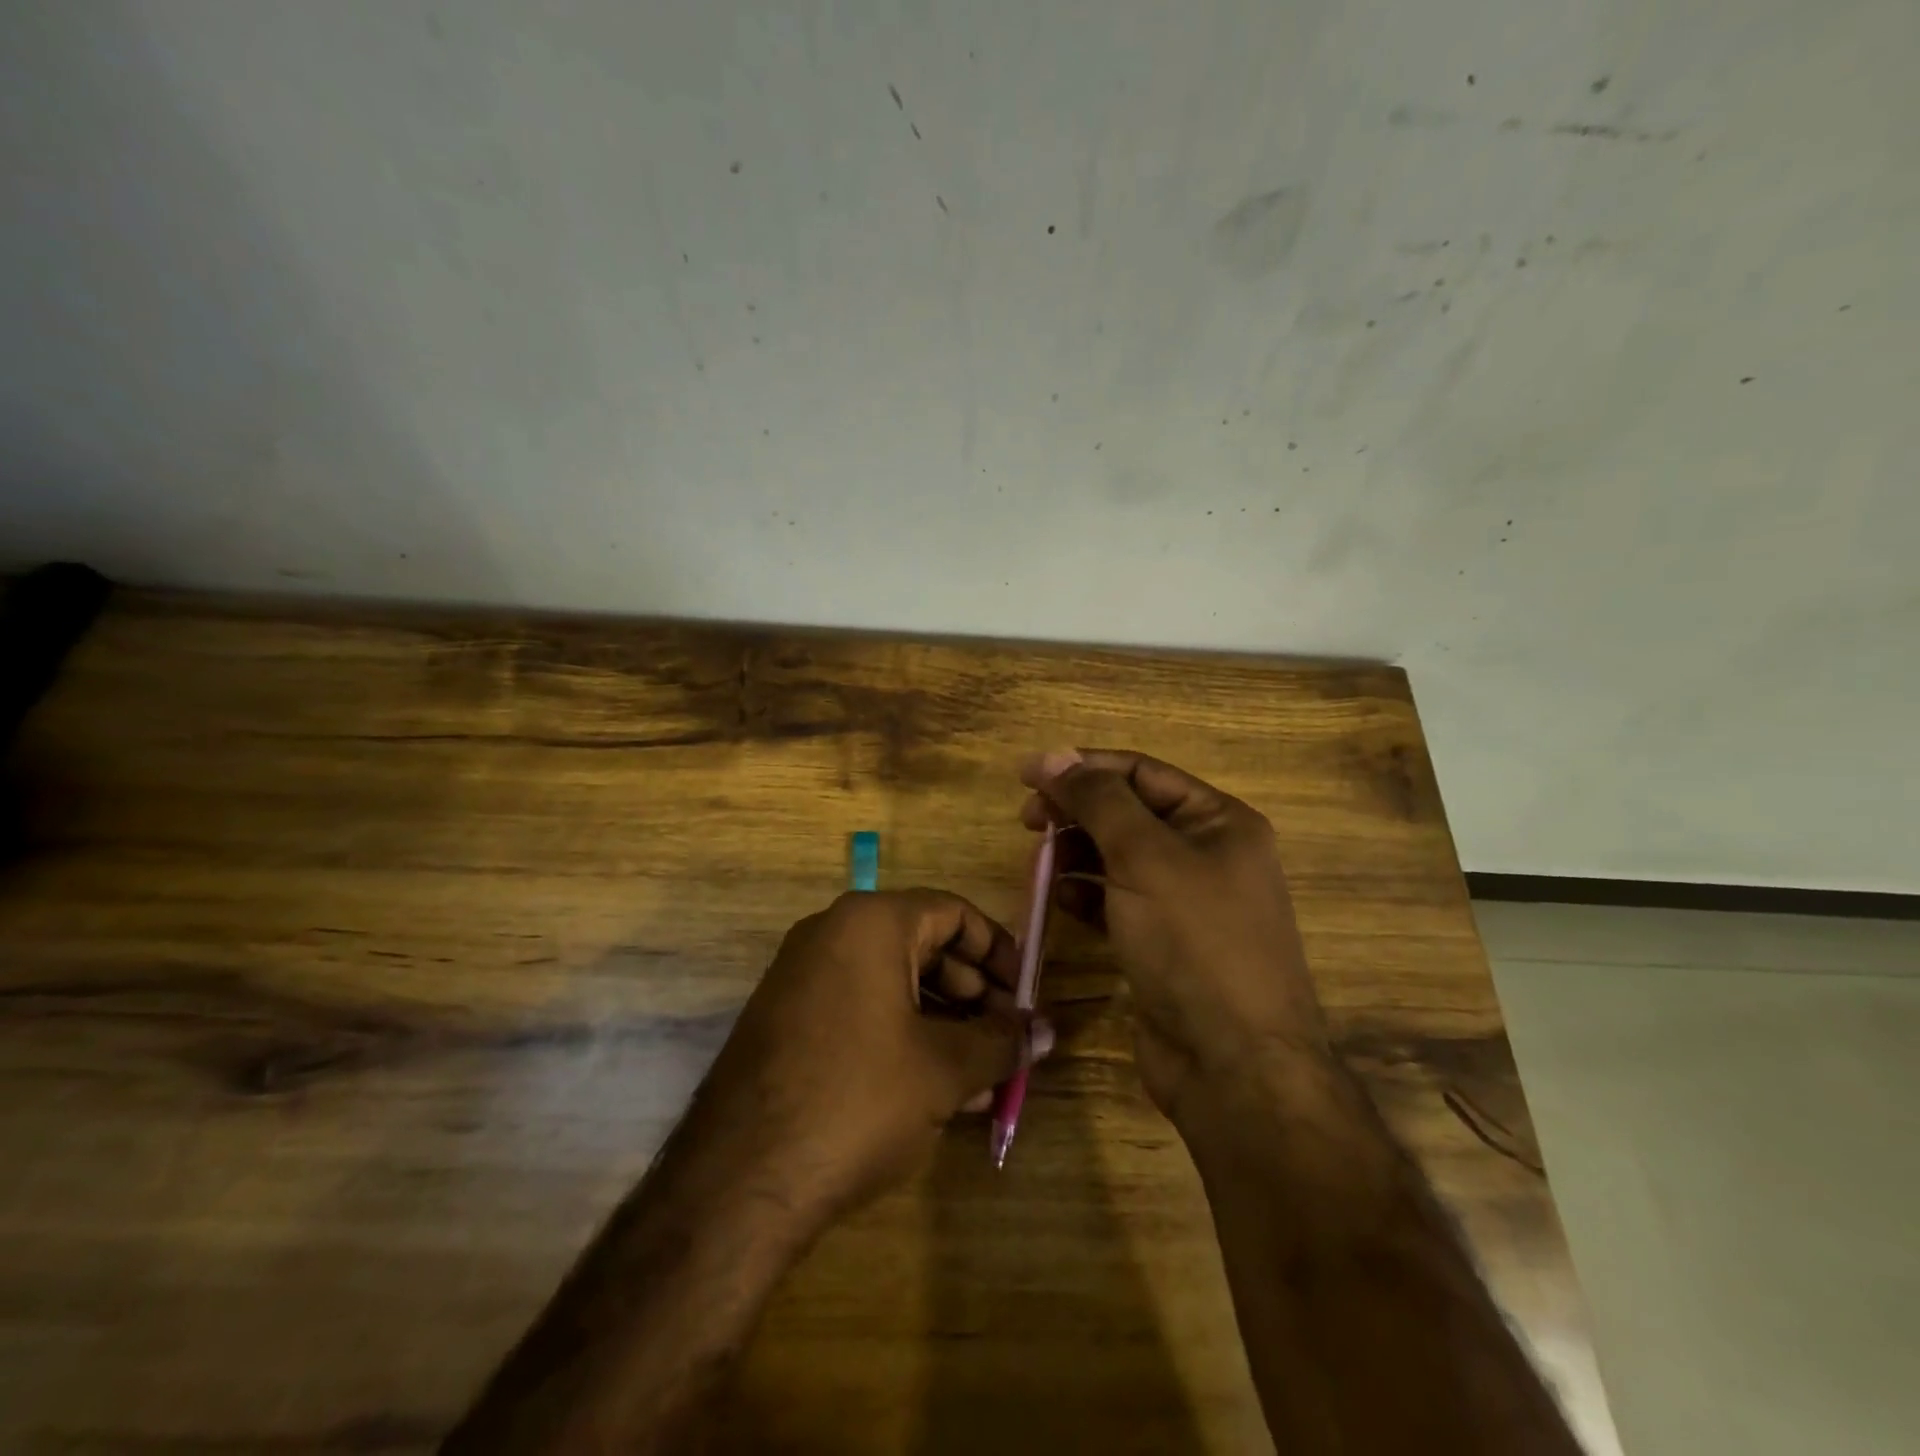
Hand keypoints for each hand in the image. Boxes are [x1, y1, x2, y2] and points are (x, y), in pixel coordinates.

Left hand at [693, 890, 1048, 1222]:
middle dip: (974, 993)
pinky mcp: (787, 1020)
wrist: (740, 1179)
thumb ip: (1001, 1043)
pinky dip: (903, 1035)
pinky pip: (861, 1009)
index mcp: (870, 922)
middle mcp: (832, 934)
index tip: (1025, 993)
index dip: (998, 950)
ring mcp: (803, 976)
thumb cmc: (859, 1098)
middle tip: (1007, 1038)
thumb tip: (1046, 1031)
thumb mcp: (944, 1068)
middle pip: (923, 945)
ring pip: (892, 982)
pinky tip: (934, 1086)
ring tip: (981, 1073)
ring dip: (944, 1021)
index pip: (953, 912)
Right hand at [1019, 749, 1328, 1125]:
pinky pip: (1116, 900)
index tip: (1026, 775)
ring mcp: (1185, 902)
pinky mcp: (1163, 942)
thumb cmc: (1194, 943)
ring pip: (1117, 856)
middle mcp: (1206, 854)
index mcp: (1218, 821)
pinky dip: (1086, 893)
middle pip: (1127, 812)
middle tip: (1027, 821)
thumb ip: (1098, 800)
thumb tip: (1053, 756)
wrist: (1234, 1066)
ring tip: (1040, 862)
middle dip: (1076, 811)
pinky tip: (1061, 899)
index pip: (1140, 772)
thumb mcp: (1145, 857)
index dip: (1082, 767)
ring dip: (1076, 852)